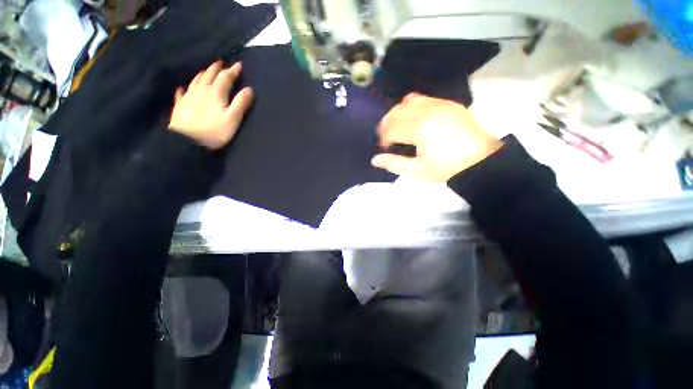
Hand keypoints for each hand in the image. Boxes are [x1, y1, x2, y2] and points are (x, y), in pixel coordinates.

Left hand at [169, 61, 252, 149]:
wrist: (187, 141)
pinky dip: (183, 89)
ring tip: (206, 71)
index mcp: (216, 93)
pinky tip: (182, 87)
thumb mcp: (232, 119)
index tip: (238, 64)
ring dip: (203, 74)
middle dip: (216, 69)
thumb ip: (240, 103)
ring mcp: (189, 96)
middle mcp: (201, 90)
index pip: (225, 78)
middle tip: (221, 63)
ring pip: (196, 81)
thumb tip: (249, 89)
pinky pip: (181, 93)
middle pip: (209, 75)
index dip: (232, 71)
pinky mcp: (180, 105)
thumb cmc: (214, 131)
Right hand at [372, 93, 500, 181]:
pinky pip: (424, 98)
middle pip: (396, 111)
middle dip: (387, 124)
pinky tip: (415, 120)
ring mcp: (440, 104)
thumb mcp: (418, 170)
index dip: (383, 138)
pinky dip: (413, 107)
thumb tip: (374, 159)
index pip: (391, 128)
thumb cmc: (447, 168)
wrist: (481, 160)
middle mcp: (428, 111)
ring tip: (400, 127)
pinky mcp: (448, 103)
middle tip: (389, 138)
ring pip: (408, 100)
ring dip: (398, 113)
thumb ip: (394, 164)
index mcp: (420, 129)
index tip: (385, 148)